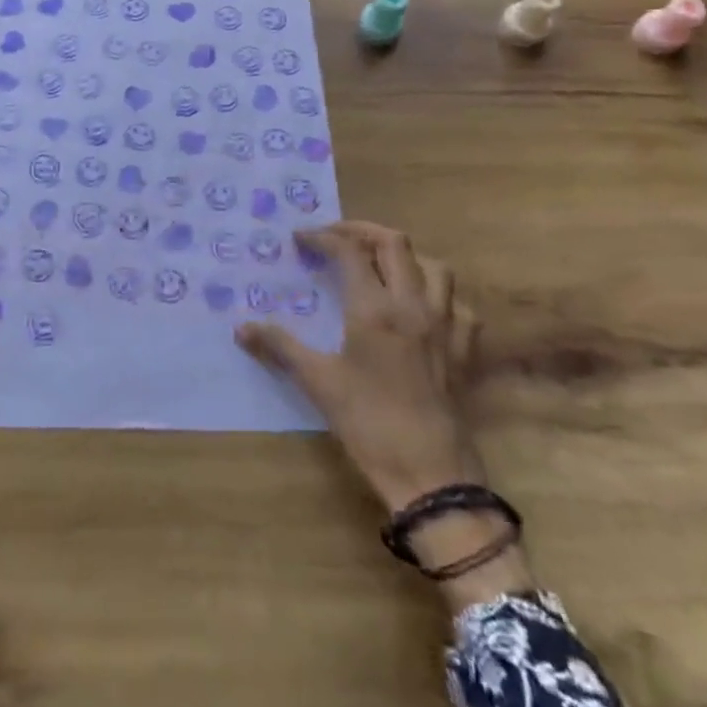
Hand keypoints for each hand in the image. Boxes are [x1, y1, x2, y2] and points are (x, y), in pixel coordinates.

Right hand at [236, 221, 531, 609]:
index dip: (322, 237)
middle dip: (362, 231)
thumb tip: (241, 328)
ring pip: (434, 266)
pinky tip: (423, 308)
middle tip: (336, 239)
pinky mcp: (465, 350)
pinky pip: (459, 305)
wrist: (432, 475)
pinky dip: (439, 294)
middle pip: (395, 243)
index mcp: (375, 309)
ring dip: (405, 256)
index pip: (349, 251)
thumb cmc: (369, 424)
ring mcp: (446, 326)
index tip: (300, 239)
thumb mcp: (318, 383)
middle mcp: (413, 305)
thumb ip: (280, 347)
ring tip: (380, 265)